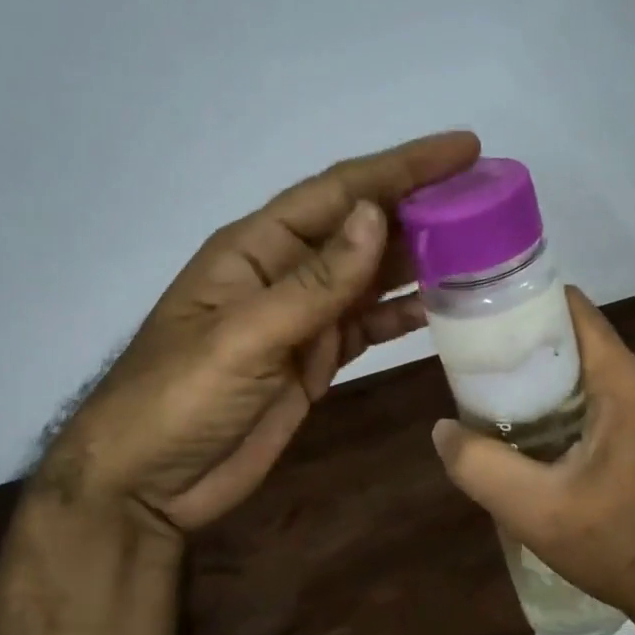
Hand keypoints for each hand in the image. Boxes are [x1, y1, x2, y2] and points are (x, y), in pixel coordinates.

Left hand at [38, 130, 480, 531]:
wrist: (145, 485)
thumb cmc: (177, 400)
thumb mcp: (243, 338)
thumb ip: (313, 283)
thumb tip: (376, 216)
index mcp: (258, 248)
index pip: (340, 191)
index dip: (402, 167)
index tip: (463, 149)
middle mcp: (285, 271)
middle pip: (364, 228)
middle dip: (422, 208)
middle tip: (488, 197)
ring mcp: (302, 318)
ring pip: (372, 276)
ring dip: (422, 259)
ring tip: (483, 245)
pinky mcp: (315, 358)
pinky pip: (370, 324)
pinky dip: (405, 314)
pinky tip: (447, 309)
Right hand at [430, 286, 634, 634]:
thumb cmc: (618, 546)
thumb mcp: (535, 511)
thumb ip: (480, 466)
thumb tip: (443, 429)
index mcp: (624, 381)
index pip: (571, 306)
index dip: (523, 302)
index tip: (480, 316)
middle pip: (575, 335)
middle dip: (524, 343)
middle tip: (476, 364)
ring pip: (585, 365)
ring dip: (542, 375)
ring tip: (494, 396)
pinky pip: (599, 392)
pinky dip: (563, 398)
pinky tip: (531, 428)